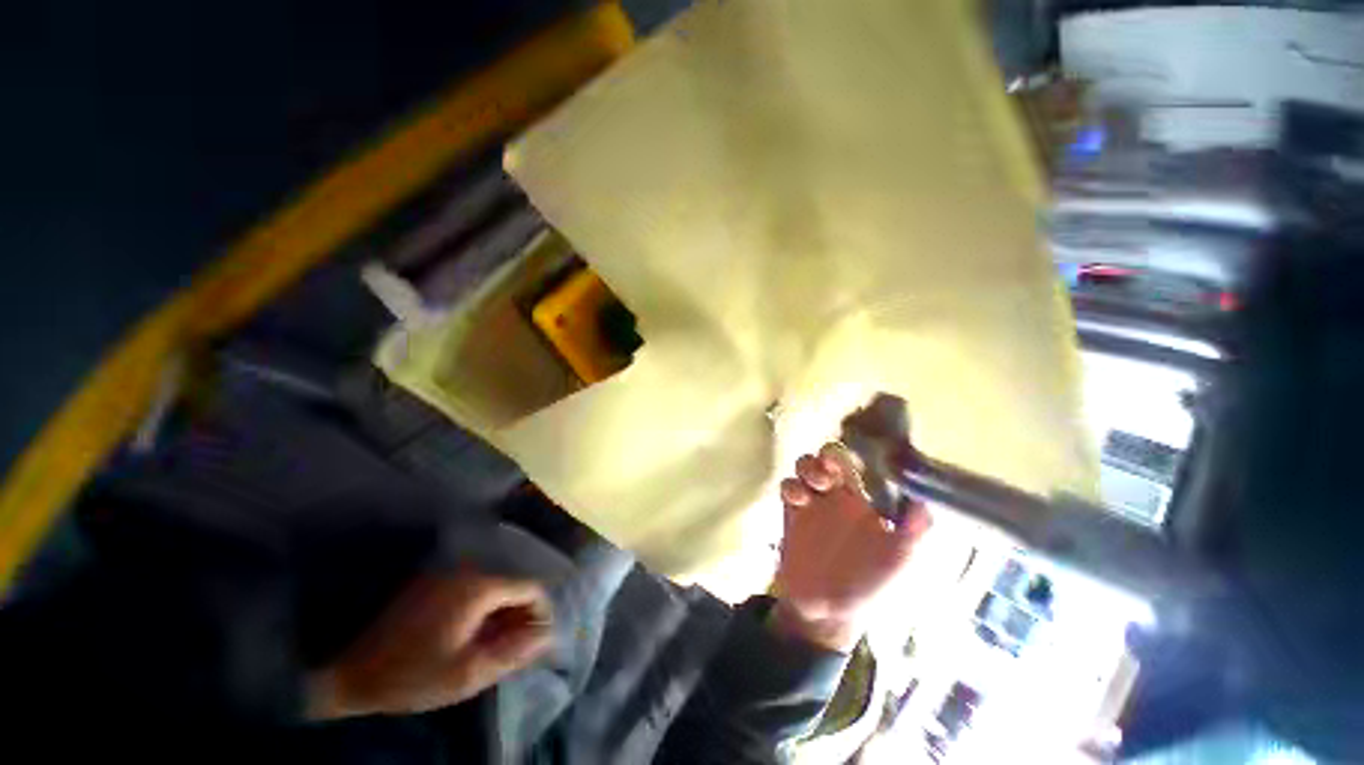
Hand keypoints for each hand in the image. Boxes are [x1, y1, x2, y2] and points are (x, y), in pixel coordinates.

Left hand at [309, 569, 552, 718]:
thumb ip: (513, 651)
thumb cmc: (414, 676)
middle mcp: (467, 570)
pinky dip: (482, 610)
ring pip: (492, 587)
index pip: (529, 588)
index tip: (539, 639)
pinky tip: (474, 634)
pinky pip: (472, 589)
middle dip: (520, 615)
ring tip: (497, 644)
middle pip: (511, 585)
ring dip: (501, 613)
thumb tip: (547, 635)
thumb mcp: (468, 673)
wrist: (352, 674)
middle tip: (516, 647)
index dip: (540, 613)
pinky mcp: (433, 583)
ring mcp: (447, 574)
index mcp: (479, 587)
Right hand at [772, 444, 931, 651]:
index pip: (863, 464)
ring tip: (816, 484)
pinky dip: (791, 486)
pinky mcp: (792, 511)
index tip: (862, 453)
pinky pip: (787, 486)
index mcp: (867, 501)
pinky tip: (798, 500)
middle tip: (831, 469)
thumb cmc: (869, 585)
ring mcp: (814, 501)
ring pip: (807, 466)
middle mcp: (840, 495)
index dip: (861, 453)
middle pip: (831, 457)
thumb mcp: (900, 560)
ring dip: (809, 466)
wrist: (827, 611)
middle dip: (829, 455)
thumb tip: (927, 499)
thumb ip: (915, 530)